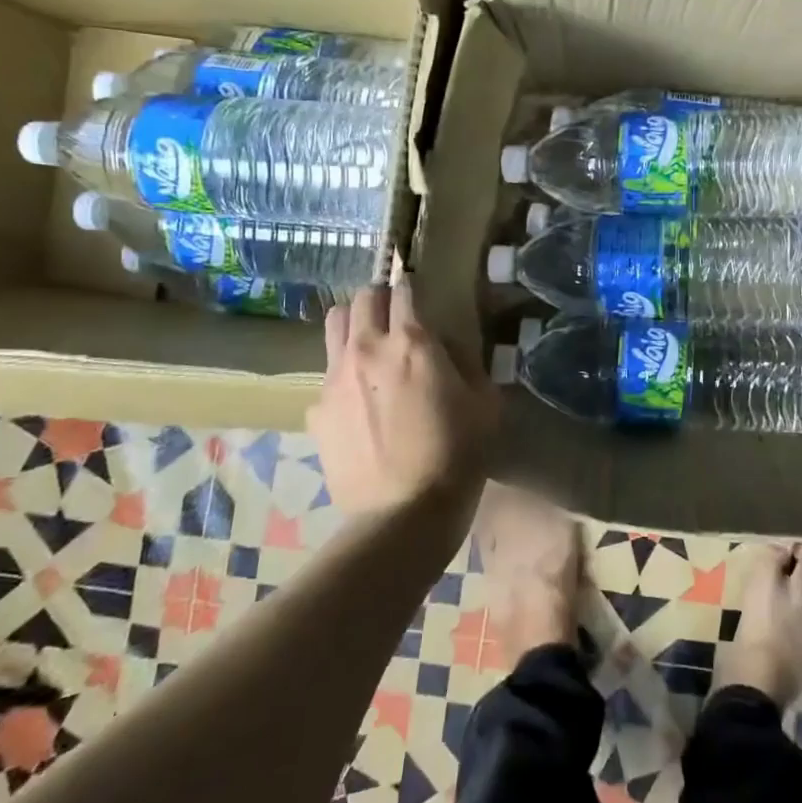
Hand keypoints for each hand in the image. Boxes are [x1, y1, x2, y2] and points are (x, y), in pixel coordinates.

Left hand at [310, 280, 495, 513]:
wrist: (403, 514)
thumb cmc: (456, 455)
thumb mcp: (484, 403)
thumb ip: (466, 363)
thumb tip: (447, 347)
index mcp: (412, 343)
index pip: (404, 291)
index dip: (412, 288)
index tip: (418, 294)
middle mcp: (367, 349)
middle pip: (362, 298)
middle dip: (379, 299)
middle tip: (395, 318)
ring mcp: (335, 379)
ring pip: (334, 325)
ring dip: (354, 324)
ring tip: (369, 346)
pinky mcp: (317, 411)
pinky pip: (327, 375)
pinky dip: (343, 374)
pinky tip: (359, 402)